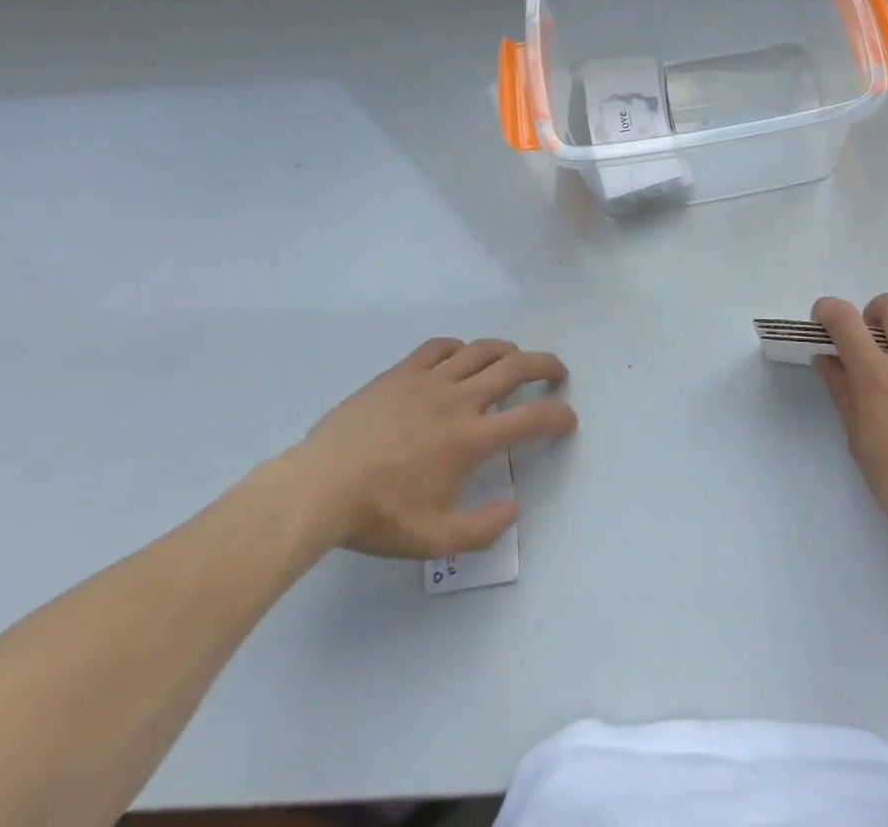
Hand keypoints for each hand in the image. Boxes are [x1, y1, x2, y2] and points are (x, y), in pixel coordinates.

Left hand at [284, 338, 575, 557]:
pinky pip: (440, 347)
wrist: (319, 487)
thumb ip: (482, 528)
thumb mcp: (434, 540)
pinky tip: (459, 358)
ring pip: (481, 350)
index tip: (567, 419)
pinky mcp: (402, 372)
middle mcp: (459, 400)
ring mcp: (429, 380)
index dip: (558, 416)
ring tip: (514, 360)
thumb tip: (514, 506)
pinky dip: (460, 348)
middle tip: (557, 374)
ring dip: (507, 351)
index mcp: (471, 439)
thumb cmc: (378, 514)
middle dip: (546, 366)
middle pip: (516, 367)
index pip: (532, 418)